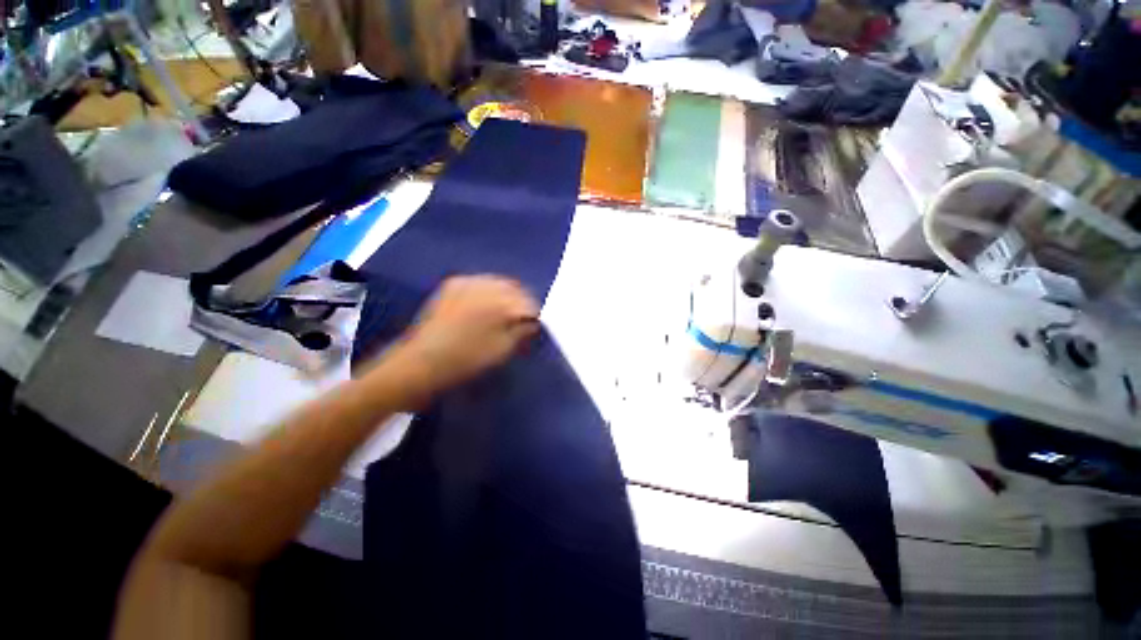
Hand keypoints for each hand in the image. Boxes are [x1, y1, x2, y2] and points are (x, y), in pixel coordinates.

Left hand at [386, 275, 539, 401]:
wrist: (422, 361)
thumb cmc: (467, 360)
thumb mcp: (502, 350)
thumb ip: (522, 332)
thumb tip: (533, 322)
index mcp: (502, 304)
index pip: (529, 303)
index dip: (534, 315)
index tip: (534, 326)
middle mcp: (487, 286)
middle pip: (515, 288)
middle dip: (521, 301)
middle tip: (521, 318)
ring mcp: (467, 282)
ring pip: (498, 282)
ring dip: (505, 294)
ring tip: (504, 311)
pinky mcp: (453, 284)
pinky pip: (479, 281)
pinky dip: (487, 290)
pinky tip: (484, 303)